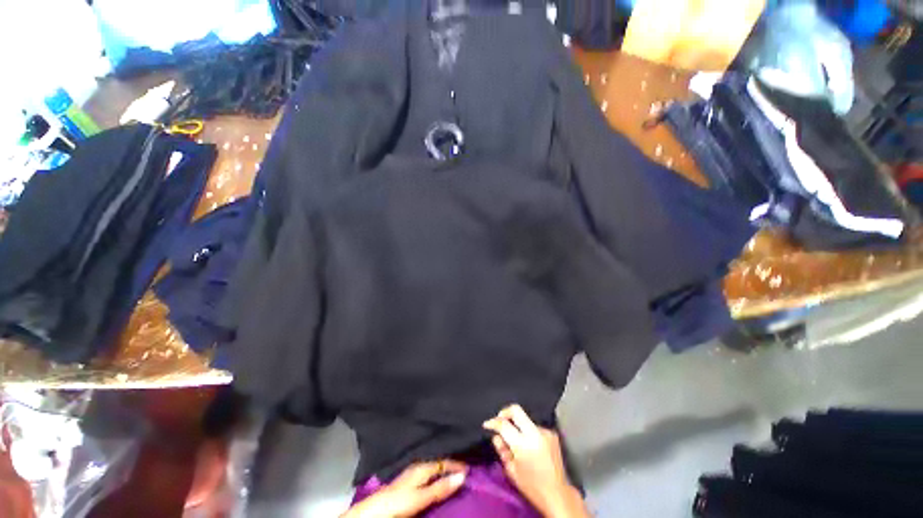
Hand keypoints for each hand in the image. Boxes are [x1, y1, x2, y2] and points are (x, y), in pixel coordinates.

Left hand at [341, 460, 466, 517]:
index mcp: (422, 466)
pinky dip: (436, 475)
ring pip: (433, 468)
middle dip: (451, 464)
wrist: (373, 512)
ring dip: (444, 470)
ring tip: (454, 474)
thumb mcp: (421, 496)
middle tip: (465, 469)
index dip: (457, 464)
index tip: (471, 467)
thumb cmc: (398, 501)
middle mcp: (418, 466)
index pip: (444, 461)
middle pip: (438, 462)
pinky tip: (437, 480)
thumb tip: (463, 475)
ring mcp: (412, 473)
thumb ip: (440, 487)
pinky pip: (427, 474)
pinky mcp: (408, 482)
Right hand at [483, 405, 588, 517]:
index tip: (487, 424)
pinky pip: (535, 428)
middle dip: (505, 412)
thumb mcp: (511, 470)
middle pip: (516, 410)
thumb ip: (502, 450)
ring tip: (517, 440)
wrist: (558, 494)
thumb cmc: (531, 486)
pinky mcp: (552, 434)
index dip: (493, 422)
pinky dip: (529, 433)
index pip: (504, 424)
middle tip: (499, 419)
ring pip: (526, 420)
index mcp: (523, 444)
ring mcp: (545, 432)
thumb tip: (496, 436)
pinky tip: (530, 445)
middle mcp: (535, 433)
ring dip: (519, 426)